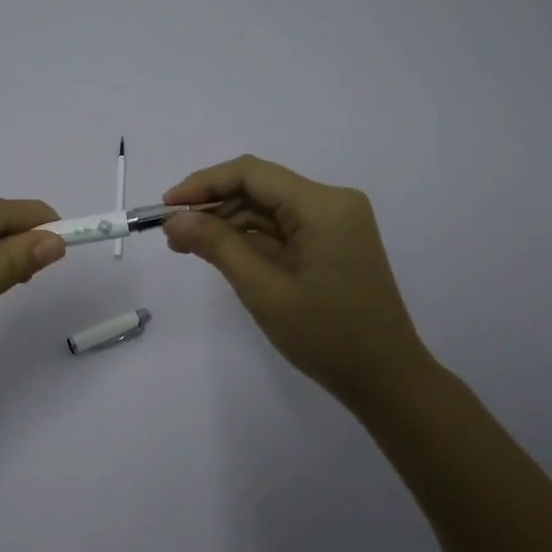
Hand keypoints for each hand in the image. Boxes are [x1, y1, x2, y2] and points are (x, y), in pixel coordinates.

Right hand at [163, 156, 435, 405]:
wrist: (386, 378)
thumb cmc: (325, 335)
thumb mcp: (263, 289)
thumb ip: (217, 246)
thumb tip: (174, 220)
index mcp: (322, 205)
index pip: (252, 174)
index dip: (204, 184)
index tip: (166, 206)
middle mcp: (333, 202)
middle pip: (261, 187)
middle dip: (213, 206)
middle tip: (172, 233)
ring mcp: (337, 221)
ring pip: (270, 207)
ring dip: (230, 223)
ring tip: (188, 245)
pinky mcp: (335, 240)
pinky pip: (285, 227)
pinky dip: (253, 237)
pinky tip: (222, 251)